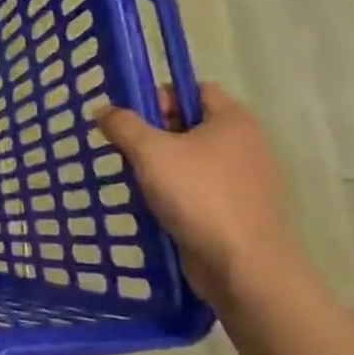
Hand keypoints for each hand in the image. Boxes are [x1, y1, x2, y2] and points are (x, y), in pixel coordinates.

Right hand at [98, 84, 297, 301]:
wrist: (244, 265)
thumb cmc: (199, 196)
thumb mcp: (150, 152)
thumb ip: (123, 125)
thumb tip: (105, 111)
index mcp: (233, 120)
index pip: (195, 89)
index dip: (162, 97)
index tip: (134, 120)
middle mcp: (247, 144)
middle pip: (193, 124)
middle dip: (156, 134)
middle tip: (128, 151)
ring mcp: (248, 180)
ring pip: (195, 160)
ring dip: (164, 167)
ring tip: (138, 182)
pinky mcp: (241, 210)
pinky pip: (203, 189)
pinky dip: (179, 194)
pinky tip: (158, 207)